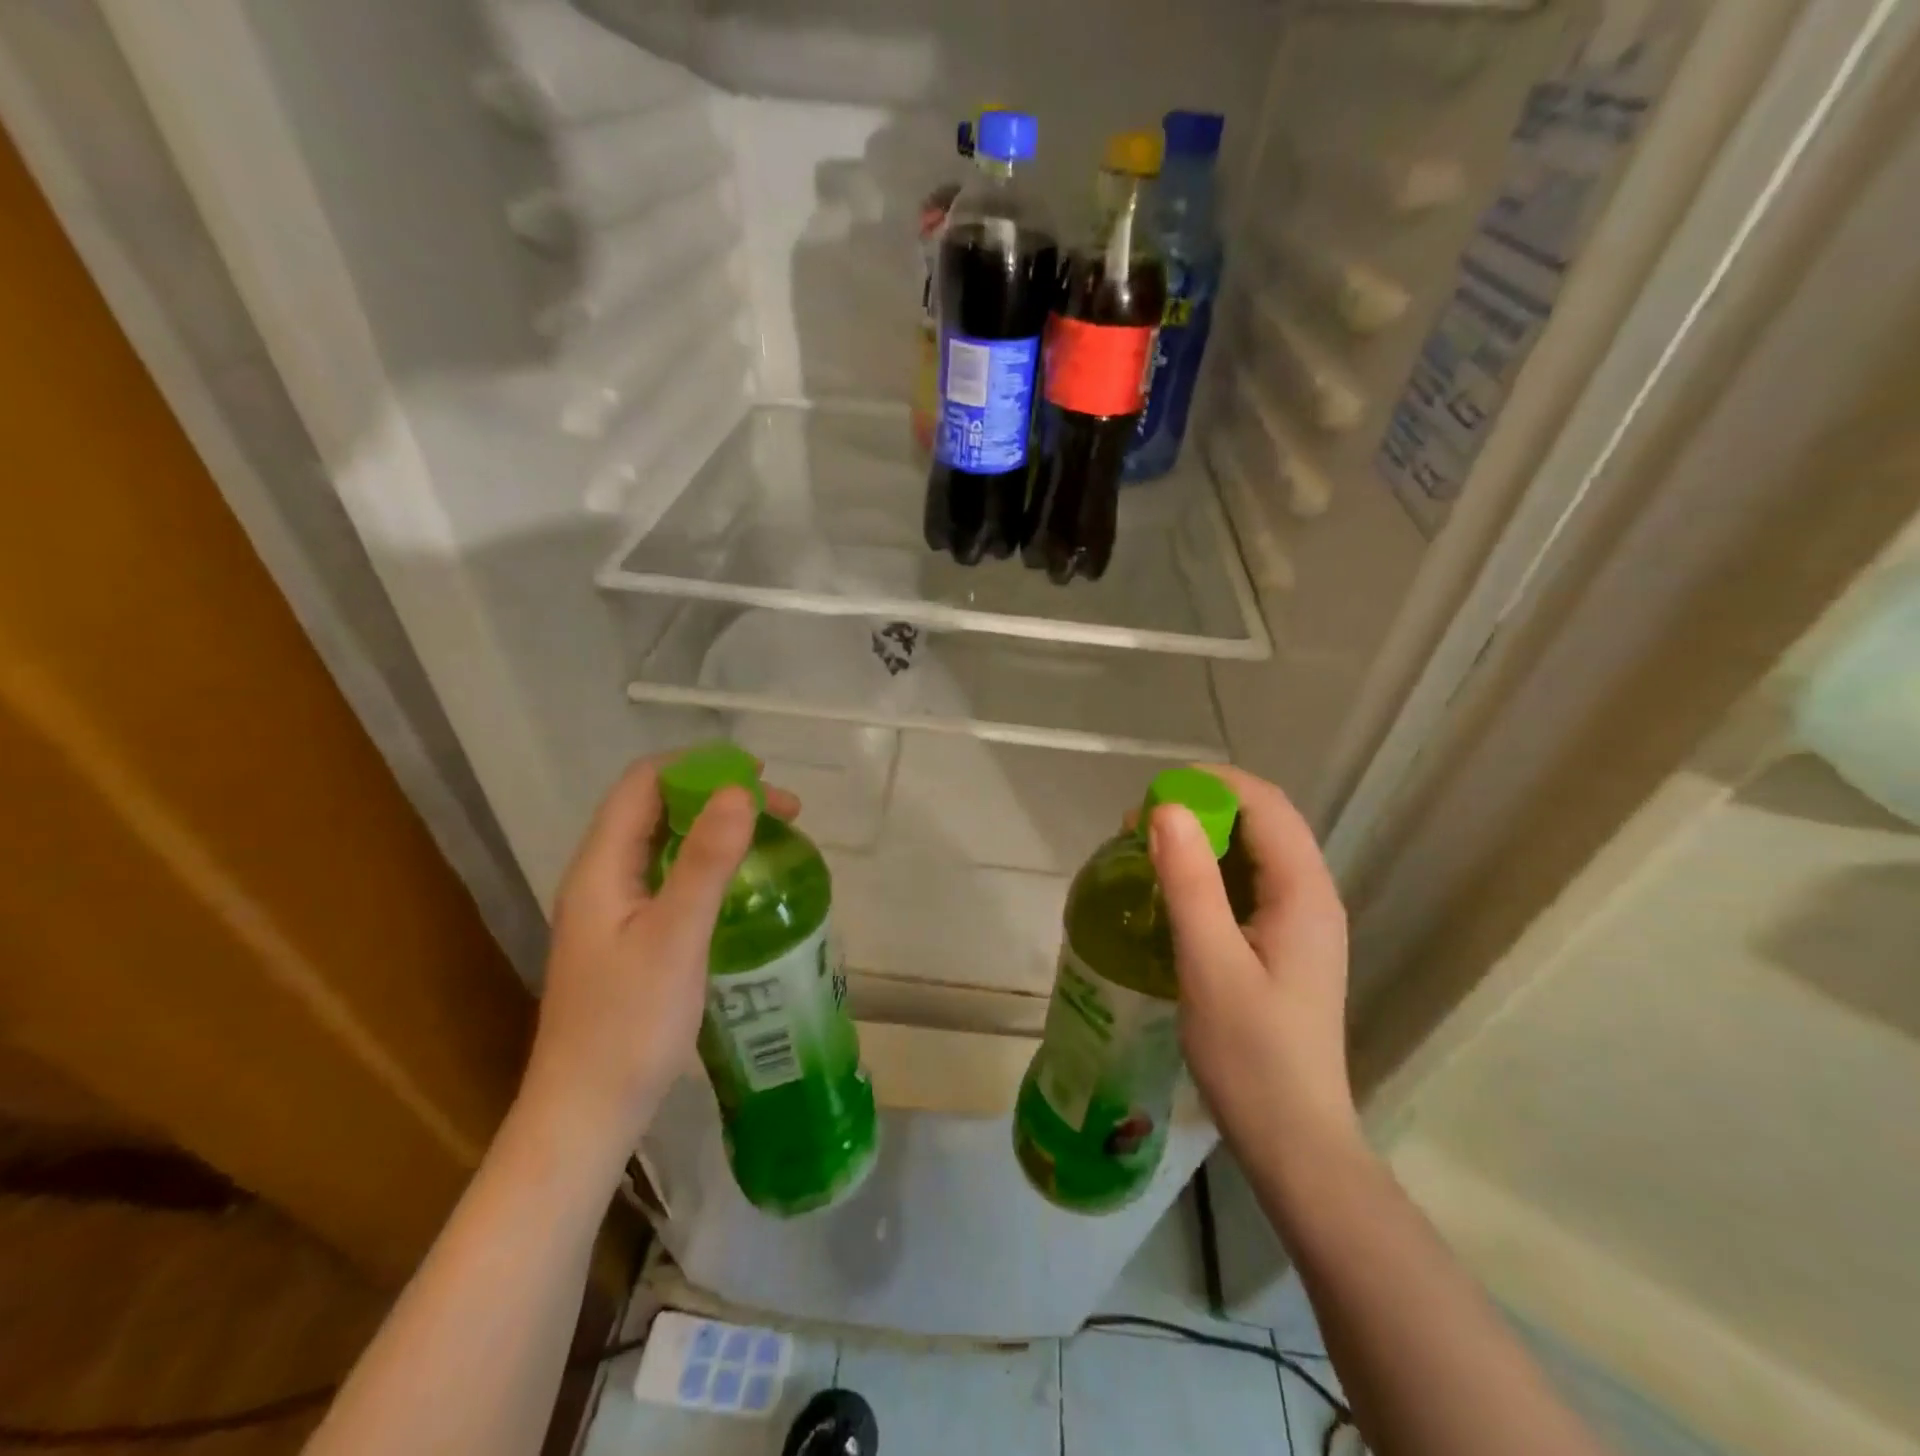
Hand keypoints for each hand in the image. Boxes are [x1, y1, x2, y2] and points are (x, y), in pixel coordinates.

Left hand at [518, 757, 799, 1162]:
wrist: (586, 1114)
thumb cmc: (629, 1026)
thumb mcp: (675, 938)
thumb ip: (706, 862)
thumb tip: (739, 791)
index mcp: (601, 867)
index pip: (644, 783)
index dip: (699, 767)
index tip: (758, 778)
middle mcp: (601, 878)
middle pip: (657, 808)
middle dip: (718, 796)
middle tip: (782, 813)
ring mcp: (613, 910)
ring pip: (665, 843)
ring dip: (716, 828)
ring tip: (771, 839)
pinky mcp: (629, 937)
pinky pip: (670, 877)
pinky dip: (709, 864)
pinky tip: (741, 886)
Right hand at [1147, 766, 1358, 1157]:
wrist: (1293, 1141)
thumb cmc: (1251, 1055)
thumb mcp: (1210, 964)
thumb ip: (1190, 883)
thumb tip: (1166, 809)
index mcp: (1304, 893)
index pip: (1265, 805)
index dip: (1210, 784)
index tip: (1152, 794)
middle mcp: (1311, 897)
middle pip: (1262, 822)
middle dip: (1202, 808)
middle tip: (1139, 825)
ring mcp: (1301, 923)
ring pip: (1254, 853)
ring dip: (1204, 839)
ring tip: (1147, 850)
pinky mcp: (1284, 945)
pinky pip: (1248, 885)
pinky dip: (1210, 872)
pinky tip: (1173, 891)